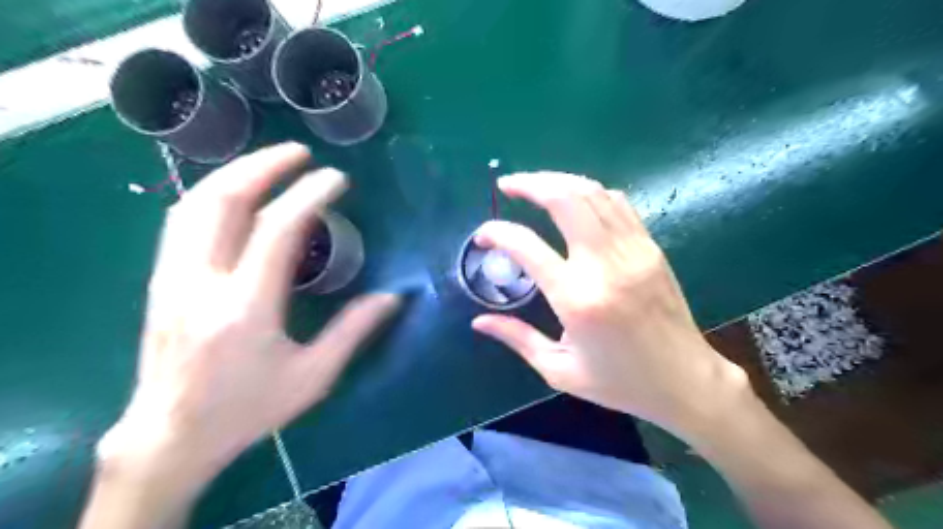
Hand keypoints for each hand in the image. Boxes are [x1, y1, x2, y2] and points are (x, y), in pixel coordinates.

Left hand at [97, 142, 396, 484]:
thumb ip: (354, 331)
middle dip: (263, 167)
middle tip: (299, 153)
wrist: (171, 437)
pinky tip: (235, 194)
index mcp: (245, 308)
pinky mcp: (161, 282)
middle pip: (223, 202)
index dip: (309, 195)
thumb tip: (392, 297)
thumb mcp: (313, 376)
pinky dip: (212, 195)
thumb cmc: (249, 409)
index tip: (335, 178)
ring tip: (270, 163)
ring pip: (194, 205)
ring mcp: (172, 279)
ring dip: (234, 174)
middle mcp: (201, 283)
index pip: (277, 230)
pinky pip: (182, 221)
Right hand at [475, 173, 748, 437]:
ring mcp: (633, 251)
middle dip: (531, 184)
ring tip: (535, 185)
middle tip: (508, 185)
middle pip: (565, 200)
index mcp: (577, 300)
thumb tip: (479, 321)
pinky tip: (575, 199)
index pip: (528, 247)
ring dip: (559, 181)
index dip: (498, 233)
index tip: (484, 234)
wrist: (686, 381)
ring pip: (593, 193)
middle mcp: (605, 265)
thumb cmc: (620, 383)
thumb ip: (517, 338)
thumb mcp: (559, 369)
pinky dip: (590, 192)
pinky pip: (618, 204)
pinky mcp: (651, 248)